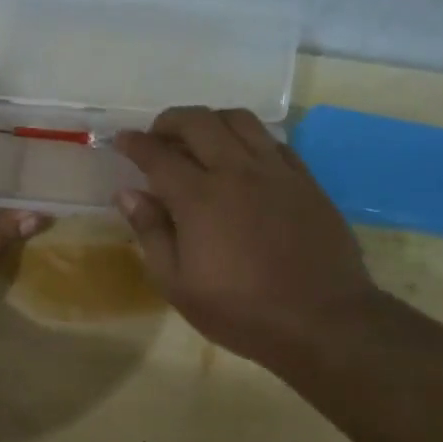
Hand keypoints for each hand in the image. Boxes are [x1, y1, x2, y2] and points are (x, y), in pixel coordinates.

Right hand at [112, 107, 379, 367]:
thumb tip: (127, 194)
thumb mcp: (178, 284)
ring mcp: (276, 172)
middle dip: (169, 121)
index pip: (157, 154)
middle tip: (157, 137)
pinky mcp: (306, 181)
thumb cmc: (240, 310)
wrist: (322, 321)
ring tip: (199, 140)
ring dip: (211, 121)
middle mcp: (236, 171)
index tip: (120, 140)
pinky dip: (248, 139)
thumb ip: (151, 232)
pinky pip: (273, 141)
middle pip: (198, 122)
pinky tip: (242, 159)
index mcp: (199, 198)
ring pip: (240, 120)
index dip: (134, 143)